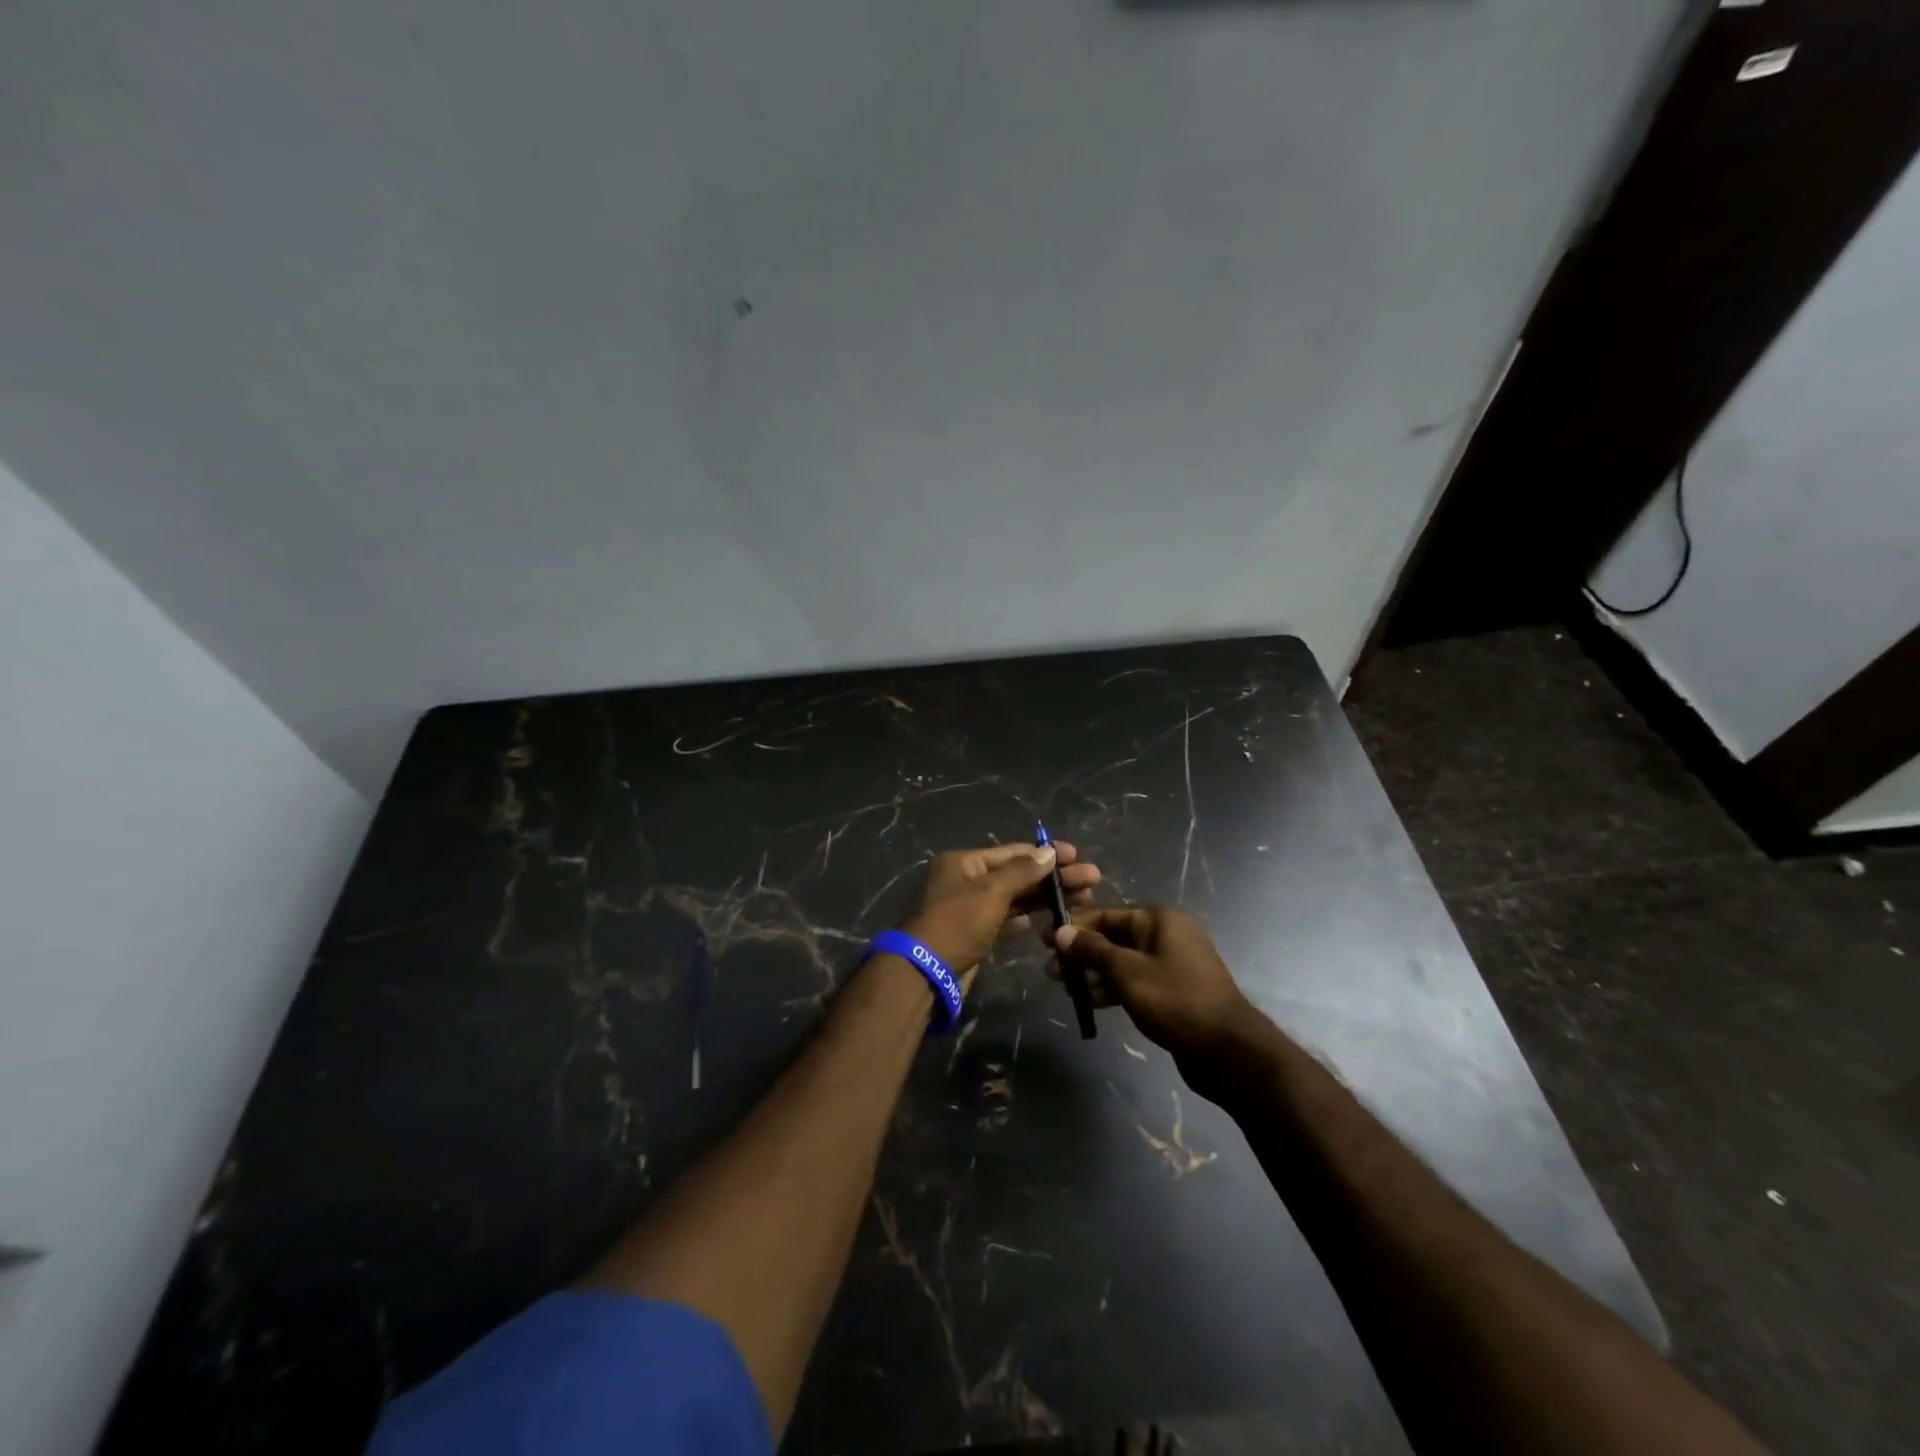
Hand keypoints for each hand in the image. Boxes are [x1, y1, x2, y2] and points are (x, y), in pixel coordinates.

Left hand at [901, 842, 1100, 976]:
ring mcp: (971, 907)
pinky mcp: (976, 933)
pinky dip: (1028, 916)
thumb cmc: (957, 922)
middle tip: (1092, 880)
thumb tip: (1049, 852)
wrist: (925, 971)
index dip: (1046, 853)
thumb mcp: (991, 891)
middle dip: (1054, 877)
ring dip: (1046, 897)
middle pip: (1018, 874)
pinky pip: (1007, 918)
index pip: (1014, 852)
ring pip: (1015, 897)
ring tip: (1084, 898)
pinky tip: (1052, 918)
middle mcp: (967, 880)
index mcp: (965, 862)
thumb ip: (1022, 871)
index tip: (1078, 856)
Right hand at [1046, 906, 1261, 1080]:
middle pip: (1113, 937)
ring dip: (1093, 973)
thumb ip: (1093, 950)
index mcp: (1159, 920)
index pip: (1107, 914)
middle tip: (1051, 970)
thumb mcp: (1128, 972)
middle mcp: (1166, 935)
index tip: (1045, 940)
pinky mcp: (1172, 991)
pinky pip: (1135, 981)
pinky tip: (1091, 1002)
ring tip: (1063, 988)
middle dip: (1081, 953)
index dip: (1074, 927)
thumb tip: (1061, 932)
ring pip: (1122, 962)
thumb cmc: (1176, 1000)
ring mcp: (1171, 964)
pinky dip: (1113, 988)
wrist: (1228, 1051)